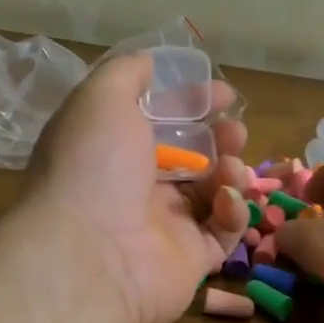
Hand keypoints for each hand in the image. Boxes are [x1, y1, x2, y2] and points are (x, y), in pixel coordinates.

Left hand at [24, 54, 249, 322]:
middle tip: (234, 131)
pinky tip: (225, 200)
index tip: (223, 94)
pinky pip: (223, 232)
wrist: (90, 255)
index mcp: (111, 150)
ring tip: (231, 165)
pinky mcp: (190, 260)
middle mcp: (135, 188)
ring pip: (211, 192)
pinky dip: (231, 211)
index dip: (191, 103)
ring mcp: (164, 227)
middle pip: (190, 157)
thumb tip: (149, 62)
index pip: (157, 121)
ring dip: (229, 170)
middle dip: (218, 137)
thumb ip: (127, 73)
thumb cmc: (94, 166)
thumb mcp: (101, 98)